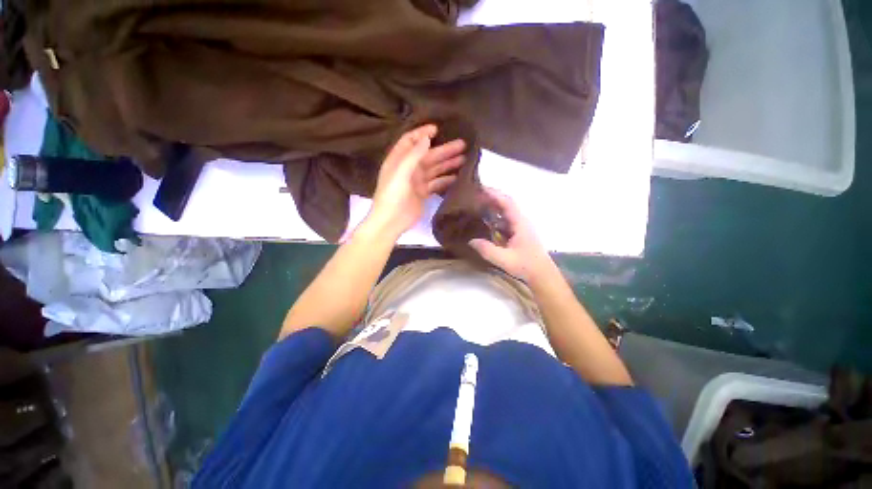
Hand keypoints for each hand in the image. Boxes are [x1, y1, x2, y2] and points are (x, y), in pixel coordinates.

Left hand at [367, 124, 465, 236]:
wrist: (391, 221)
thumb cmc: (392, 195)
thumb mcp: (400, 173)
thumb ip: (413, 156)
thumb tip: (426, 139)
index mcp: (399, 160)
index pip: (410, 141)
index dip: (422, 133)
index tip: (437, 129)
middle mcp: (409, 168)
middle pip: (428, 155)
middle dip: (444, 150)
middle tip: (462, 144)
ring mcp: (417, 181)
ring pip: (435, 169)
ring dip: (448, 164)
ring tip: (464, 159)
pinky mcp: (423, 193)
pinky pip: (436, 183)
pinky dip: (446, 180)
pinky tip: (458, 176)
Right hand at [469, 188, 554, 281]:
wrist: (542, 274)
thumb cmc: (526, 265)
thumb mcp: (505, 260)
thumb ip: (488, 250)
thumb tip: (471, 241)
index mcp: (520, 223)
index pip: (507, 202)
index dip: (494, 194)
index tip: (480, 189)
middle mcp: (521, 221)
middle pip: (506, 203)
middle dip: (492, 197)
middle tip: (475, 196)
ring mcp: (520, 226)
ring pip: (506, 211)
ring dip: (493, 206)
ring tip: (477, 205)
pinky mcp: (518, 232)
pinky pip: (505, 219)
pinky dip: (495, 216)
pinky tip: (486, 221)